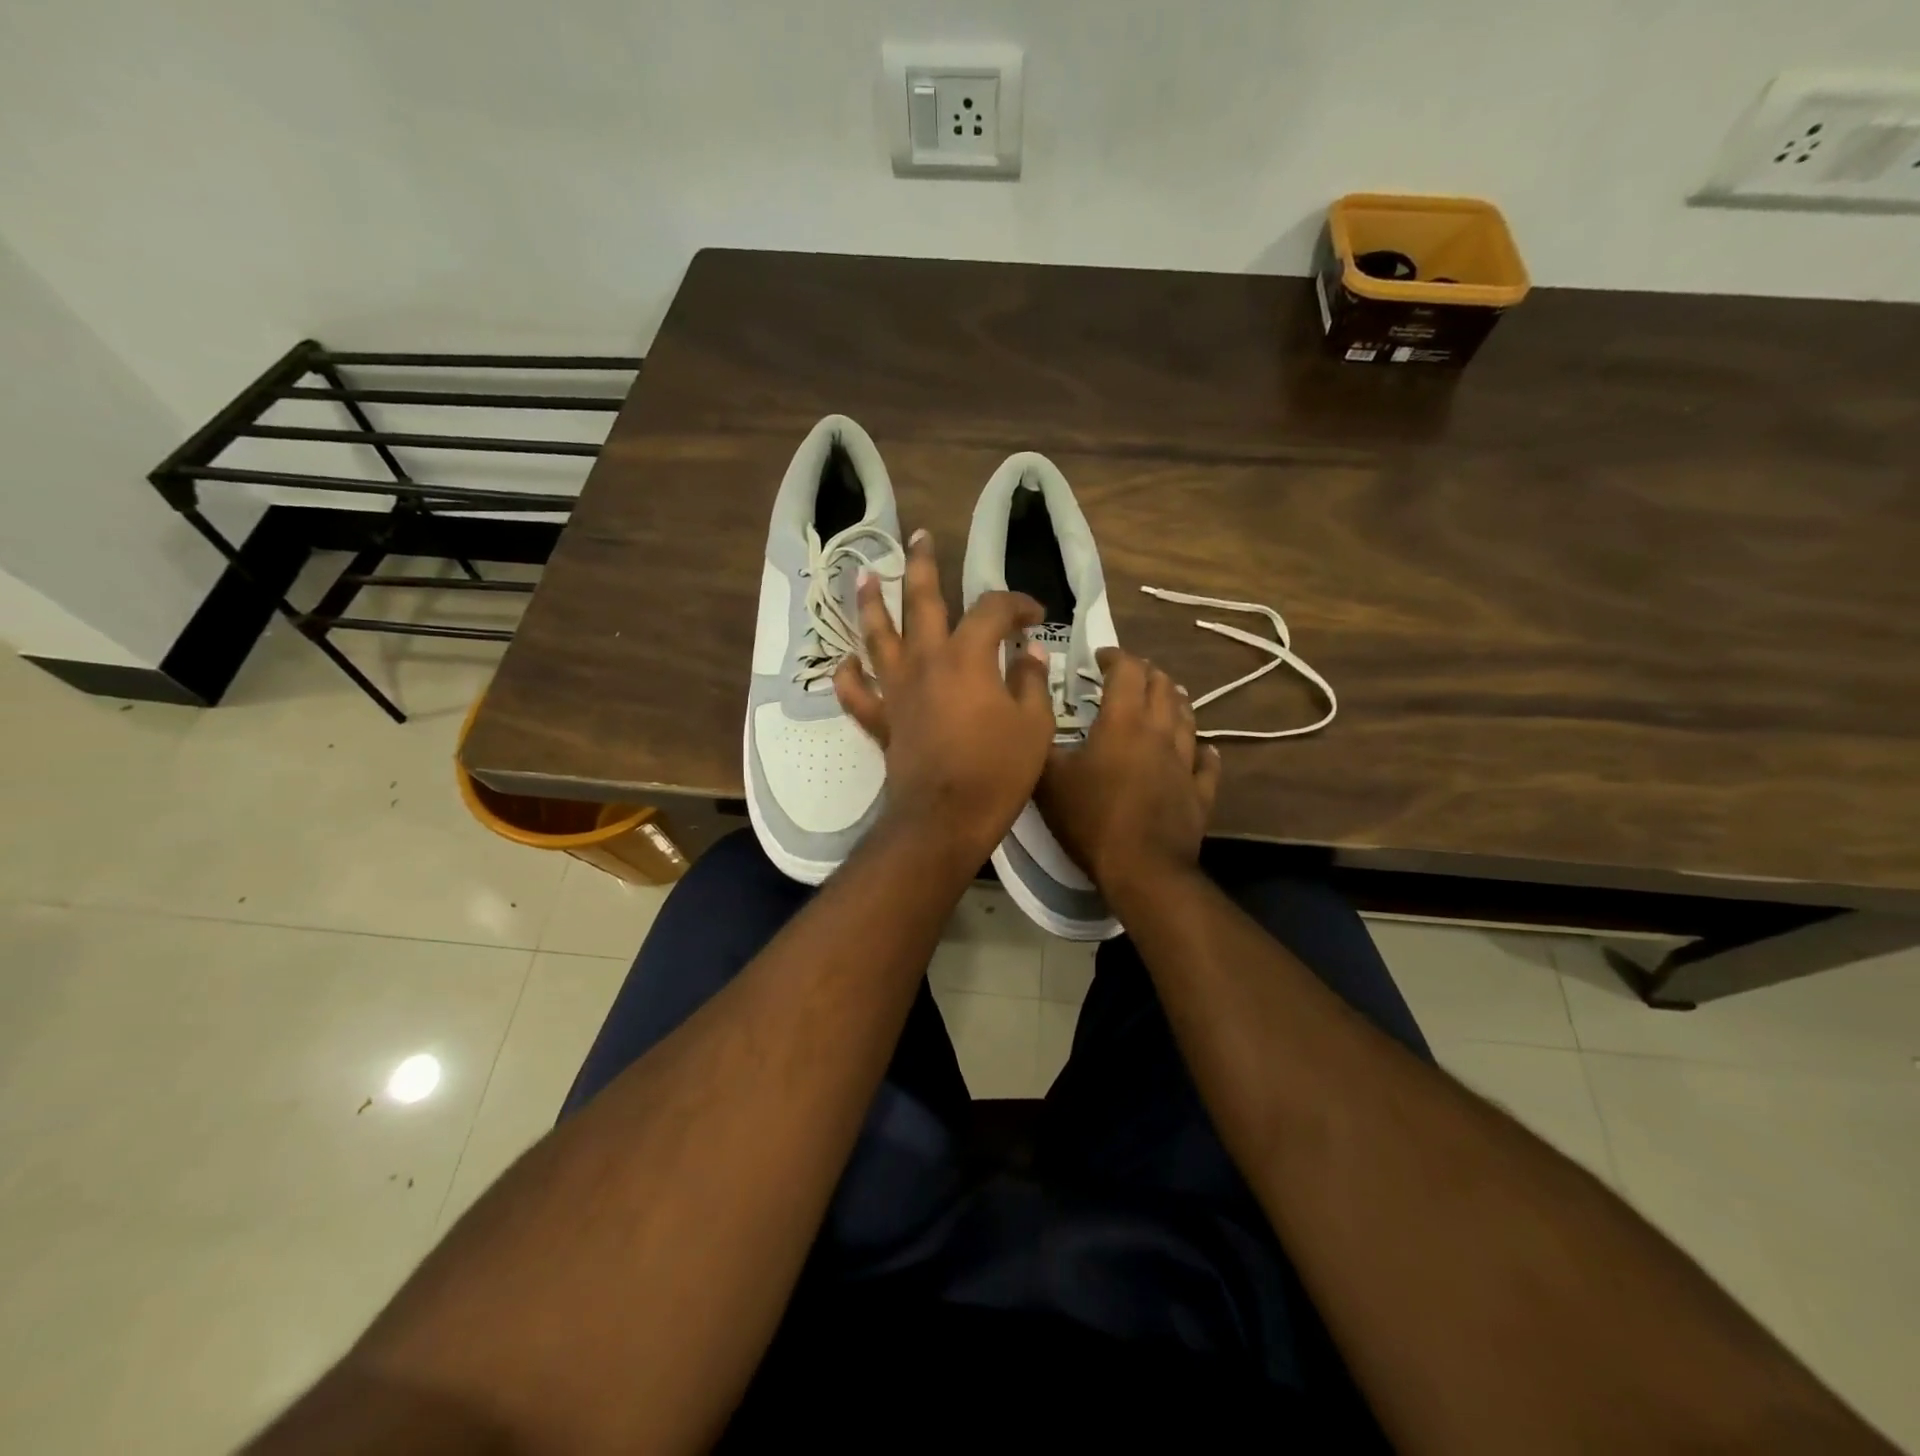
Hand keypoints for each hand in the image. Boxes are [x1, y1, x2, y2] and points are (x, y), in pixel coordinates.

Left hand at [835, 530, 1053, 864]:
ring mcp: (897, 689)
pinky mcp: (881, 719)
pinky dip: (849, 675)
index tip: (1034, 616)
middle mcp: (926, 661)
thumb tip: (1030, 653)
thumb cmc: (998, 771)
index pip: (992, 611)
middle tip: (918, 538)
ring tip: (865, 574)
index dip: (1016, 604)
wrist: (946, 818)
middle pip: (921, 601)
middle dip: (923, 566)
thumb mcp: (1034, 725)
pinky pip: (856, 692)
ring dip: (872, 602)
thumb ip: (1032, 682)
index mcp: (968, 656)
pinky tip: (846, 660)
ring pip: (877, 635)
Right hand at [1037, 647, 1221, 896]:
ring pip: (1188, 717)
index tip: (1100, 657)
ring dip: (1175, 701)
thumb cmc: (1091, 819)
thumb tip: (1033, 709)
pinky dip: (1202, 750)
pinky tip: (1201, 750)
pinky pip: (1207, 762)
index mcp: (1124, 722)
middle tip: (1130, 676)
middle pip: (1163, 687)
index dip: (1115, 656)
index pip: (1128, 671)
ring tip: (1165, 698)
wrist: (1141, 869)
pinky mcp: (1200, 792)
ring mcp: (1185, 762)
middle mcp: (1160, 732)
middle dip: (1147, 673)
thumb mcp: (1048, 779)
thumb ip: (1041, 739)